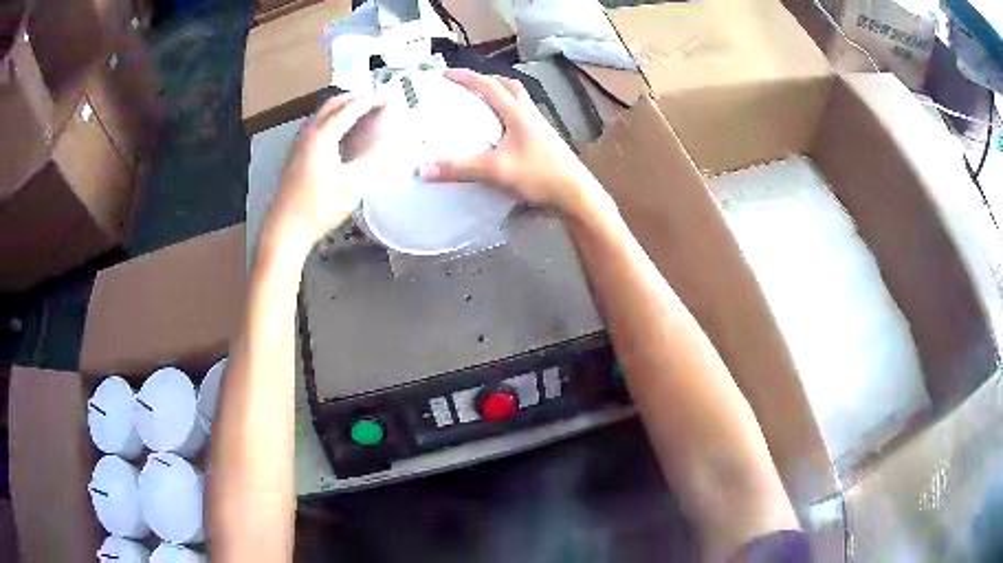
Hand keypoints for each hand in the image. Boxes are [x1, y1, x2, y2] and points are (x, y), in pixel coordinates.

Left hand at [263, 93, 384, 255]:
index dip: (371, 101)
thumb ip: (371, 156)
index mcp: (321, 136)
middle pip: (332, 105)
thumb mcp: (352, 184)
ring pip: (321, 115)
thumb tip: (387, 137)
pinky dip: (332, 120)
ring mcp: (298, 145)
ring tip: (361, 112)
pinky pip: (315, 127)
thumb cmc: (319, 208)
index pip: (350, 109)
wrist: (285, 230)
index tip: (388, 97)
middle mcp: (307, 134)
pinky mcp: (294, 156)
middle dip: (354, 98)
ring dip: (341, 108)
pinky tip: (340, 134)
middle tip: (375, 100)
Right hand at [419, 69, 604, 217]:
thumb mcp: (495, 170)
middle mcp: (530, 114)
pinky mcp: (546, 142)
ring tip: (484, 106)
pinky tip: (503, 133)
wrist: (575, 195)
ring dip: (502, 96)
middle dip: (488, 81)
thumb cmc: (539, 175)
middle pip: (510, 87)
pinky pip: (524, 119)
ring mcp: (541, 128)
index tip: (446, 74)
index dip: (466, 77)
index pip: (489, 85)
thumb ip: (459, 168)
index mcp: (517, 113)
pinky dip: (510, 116)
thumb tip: (423, 169)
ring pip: (520, 101)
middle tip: (469, 86)